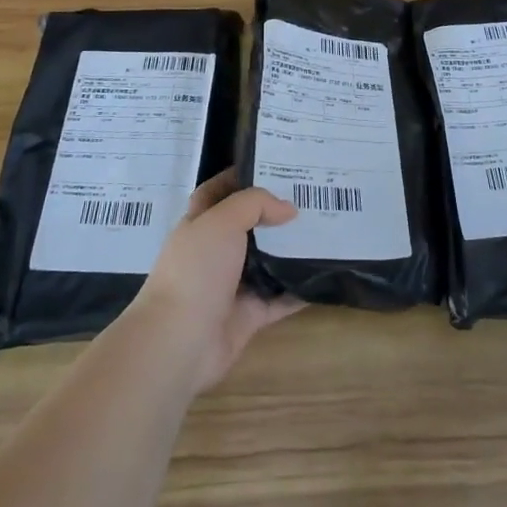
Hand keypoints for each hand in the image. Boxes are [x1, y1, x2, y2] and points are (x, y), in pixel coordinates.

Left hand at [127, 168, 305, 396]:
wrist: (179, 341)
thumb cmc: (196, 271)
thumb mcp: (222, 221)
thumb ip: (255, 204)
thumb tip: (288, 209)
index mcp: (200, 225)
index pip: (217, 192)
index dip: (239, 176)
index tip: (273, 165)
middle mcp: (215, 252)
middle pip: (250, 226)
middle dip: (276, 212)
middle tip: (312, 196)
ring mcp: (232, 285)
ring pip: (268, 262)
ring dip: (292, 249)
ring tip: (328, 228)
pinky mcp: (249, 315)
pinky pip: (281, 298)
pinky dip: (301, 289)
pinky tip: (326, 273)